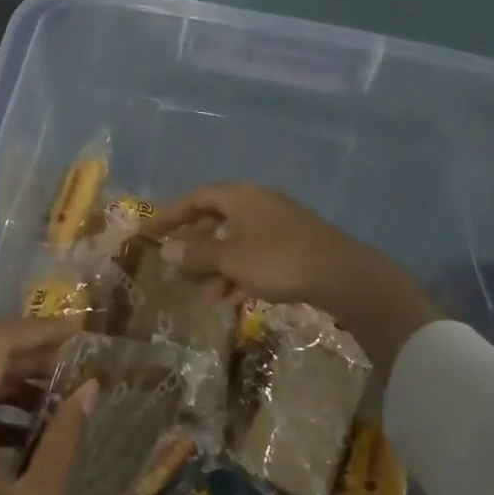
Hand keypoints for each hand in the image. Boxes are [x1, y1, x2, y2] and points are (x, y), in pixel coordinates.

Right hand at [151, 181, 441, 375]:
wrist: (342, 275)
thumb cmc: (277, 261)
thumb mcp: (231, 260)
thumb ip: (197, 254)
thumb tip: (167, 249)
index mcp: (241, 196)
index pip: (197, 198)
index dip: (171, 215)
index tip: (151, 233)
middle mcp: (258, 203)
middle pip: (217, 219)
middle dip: (196, 245)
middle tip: (178, 266)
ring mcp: (279, 224)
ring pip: (237, 241)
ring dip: (218, 266)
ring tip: (206, 294)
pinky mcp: (294, 245)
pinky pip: (257, 254)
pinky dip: (241, 272)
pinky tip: (233, 298)